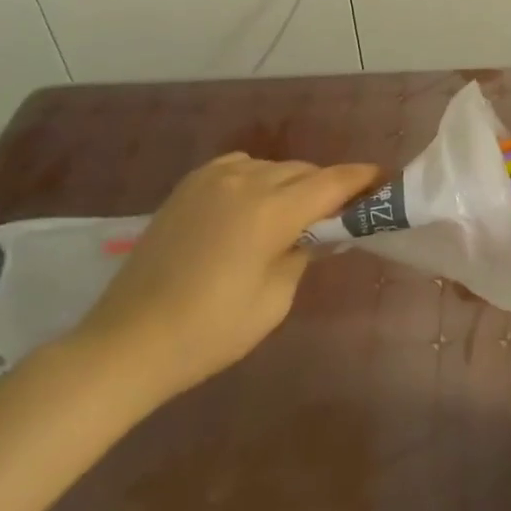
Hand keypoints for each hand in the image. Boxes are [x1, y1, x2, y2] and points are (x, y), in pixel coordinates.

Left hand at [69, 153, 378, 410]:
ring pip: (273, 167)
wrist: (127, 343)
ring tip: (296, 212)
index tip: (384, 180)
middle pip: (304, 171)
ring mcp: (212, 179)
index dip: (362, 179)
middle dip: (328, 186)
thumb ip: (303, 255)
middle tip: (342, 210)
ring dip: (293, 183)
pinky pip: (240, 168)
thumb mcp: (274, 301)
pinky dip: (258, 178)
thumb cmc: (209, 332)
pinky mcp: (189, 186)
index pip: (332, 182)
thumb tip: (316, 233)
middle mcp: (245, 182)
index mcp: (270, 211)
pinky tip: (254, 203)